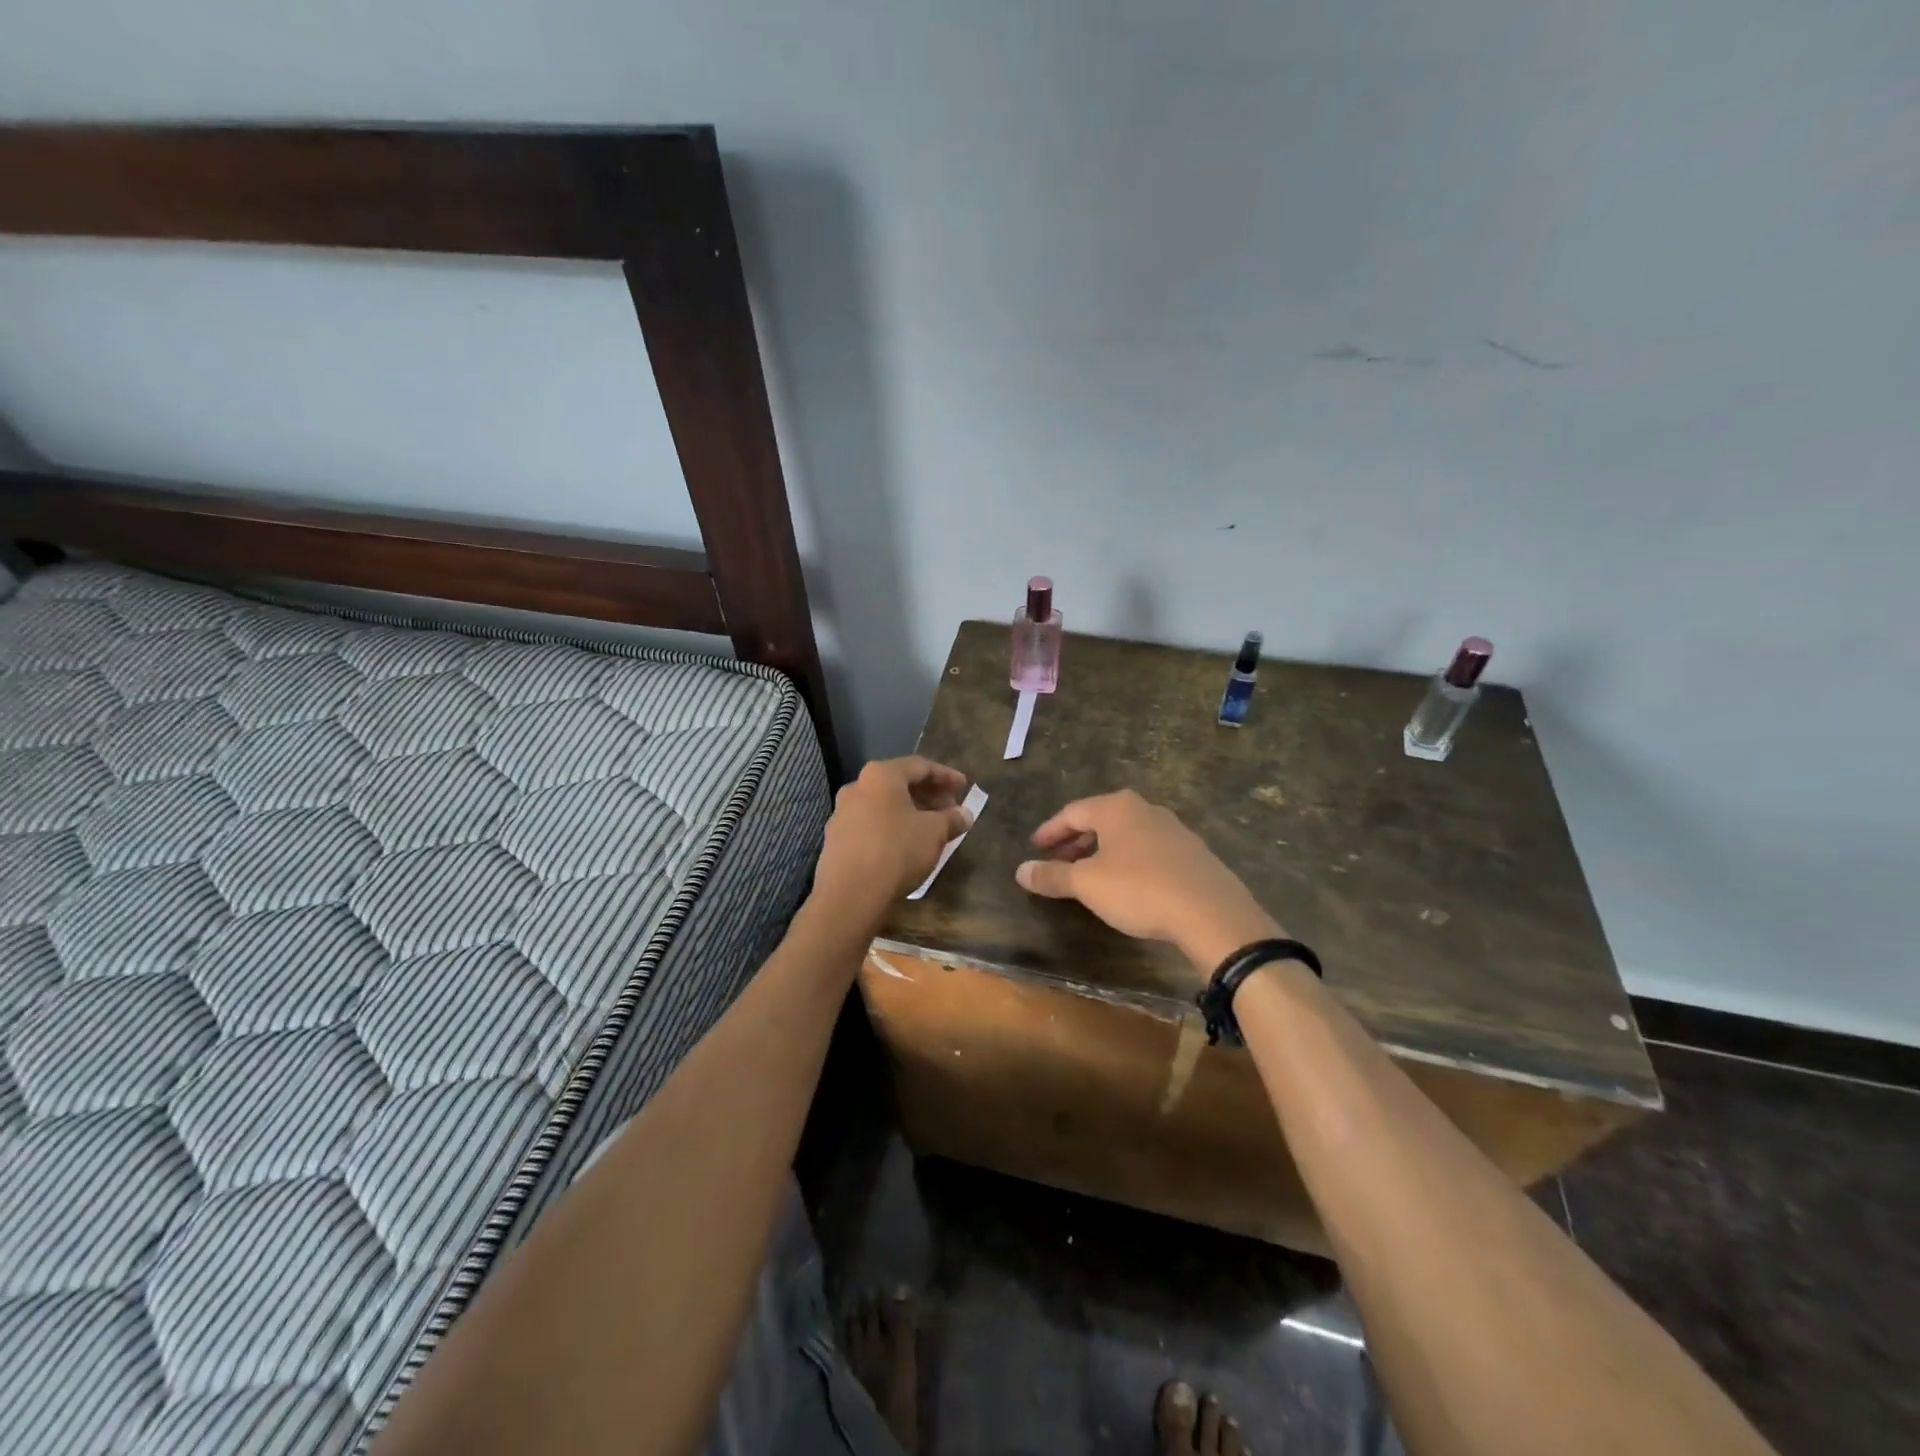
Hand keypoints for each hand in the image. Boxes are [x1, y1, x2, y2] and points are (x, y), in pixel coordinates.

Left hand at [813, 757, 974, 919]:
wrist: (850, 894)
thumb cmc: (897, 851)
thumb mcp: (934, 833)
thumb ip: (952, 818)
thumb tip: (964, 814)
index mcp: (880, 775)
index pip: (920, 766)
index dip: (946, 776)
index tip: (964, 787)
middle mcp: (857, 787)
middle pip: (899, 784)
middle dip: (928, 794)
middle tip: (950, 808)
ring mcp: (842, 813)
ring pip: (884, 805)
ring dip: (910, 812)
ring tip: (931, 827)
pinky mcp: (836, 839)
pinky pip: (871, 824)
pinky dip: (892, 827)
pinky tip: (906, 844)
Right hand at [1015, 789, 1280, 974]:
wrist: (1211, 913)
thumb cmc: (1139, 889)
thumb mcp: (1087, 884)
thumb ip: (1053, 875)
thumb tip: (1021, 871)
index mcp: (1117, 807)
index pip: (1072, 813)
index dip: (1049, 832)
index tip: (1034, 848)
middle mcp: (1146, 809)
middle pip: (1100, 820)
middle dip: (1075, 841)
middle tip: (1057, 862)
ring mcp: (1174, 829)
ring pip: (1126, 835)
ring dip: (1102, 852)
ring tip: (1088, 875)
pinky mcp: (1193, 853)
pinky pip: (1149, 850)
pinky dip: (1128, 861)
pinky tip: (1127, 885)